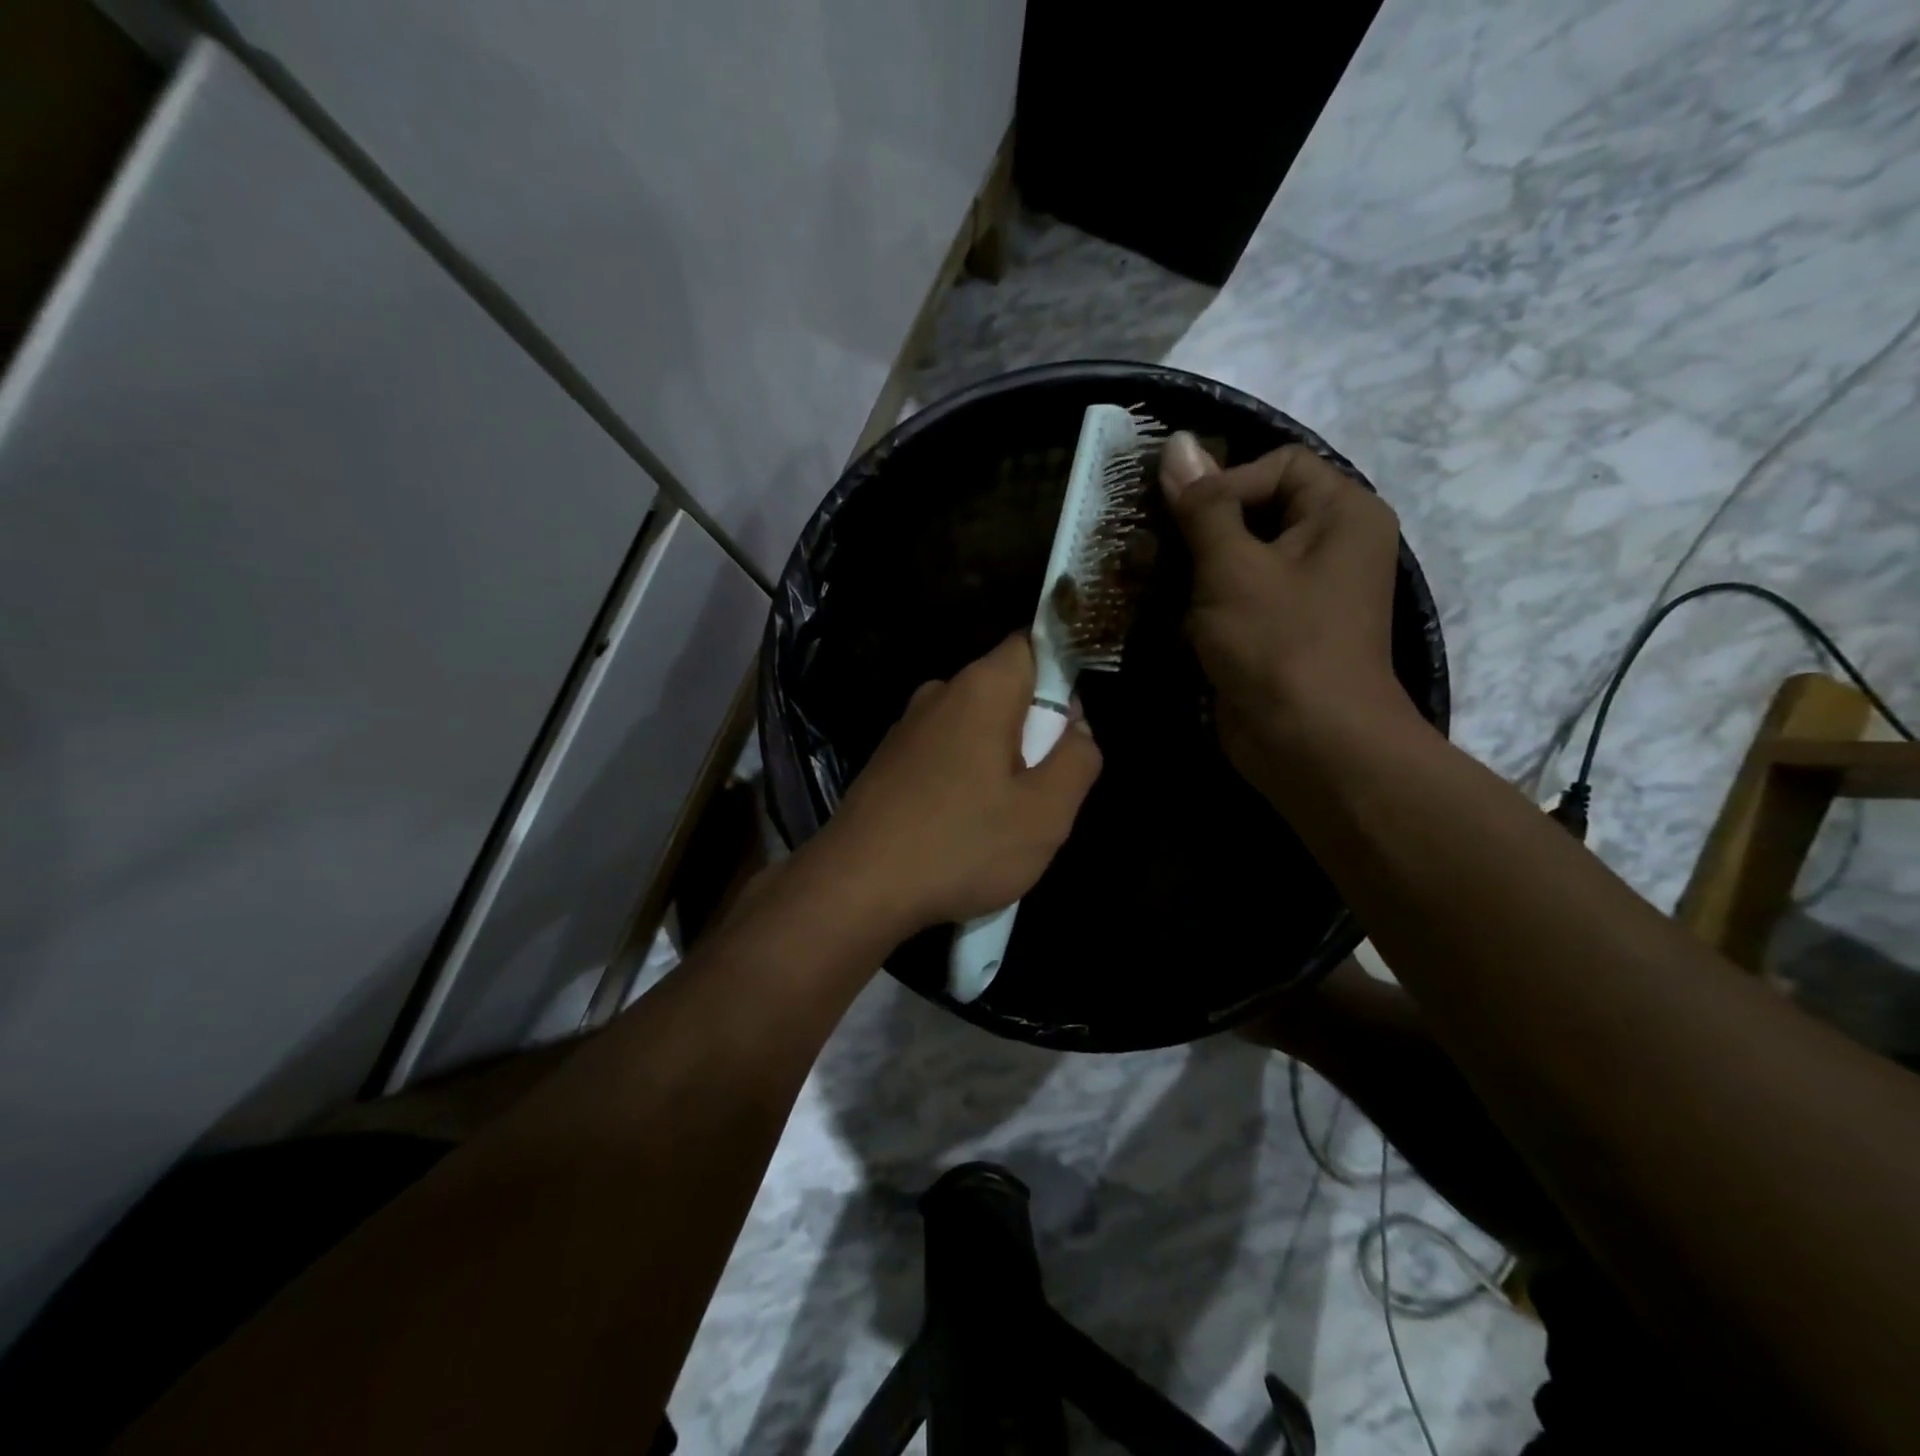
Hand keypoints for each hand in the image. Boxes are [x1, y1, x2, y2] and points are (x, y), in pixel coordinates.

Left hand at [807, 634, 1102, 937]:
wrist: (856, 888)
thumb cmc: (961, 845)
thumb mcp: (1045, 813)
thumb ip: (1077, 760)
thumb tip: (1078, 729)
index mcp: (982, 688)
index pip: (1033, 644)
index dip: (1062, 676)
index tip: (1070, 726)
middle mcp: (939, 693)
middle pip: (1005, 691)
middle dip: (1033, 730)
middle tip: (1041, 789)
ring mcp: (907, 727)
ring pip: (974, 728)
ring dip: (998, 762)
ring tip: (999, 819)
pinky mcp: (887, 761)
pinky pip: (943, 754)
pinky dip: (962, 779)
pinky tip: (958, 828)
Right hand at [1159, 432, 1414, 789]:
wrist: (1309, 744)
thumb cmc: (1279, 643)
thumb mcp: (1233, 567)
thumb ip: (1202, 506)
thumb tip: (1177, 444)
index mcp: (1340, 513)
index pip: (1276, 465)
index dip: (1224, 482)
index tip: (1181, 520)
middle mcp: (1328, 545)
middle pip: (1253, 511)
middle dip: (1197, 530)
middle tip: (1149, 548)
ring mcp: (1302, 593)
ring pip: (1235, 559)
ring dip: (1189, 570)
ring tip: (1146, 582)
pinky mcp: (1274, 632)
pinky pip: (1233, 599)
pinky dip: (1199, 606)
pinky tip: (1167, 621)